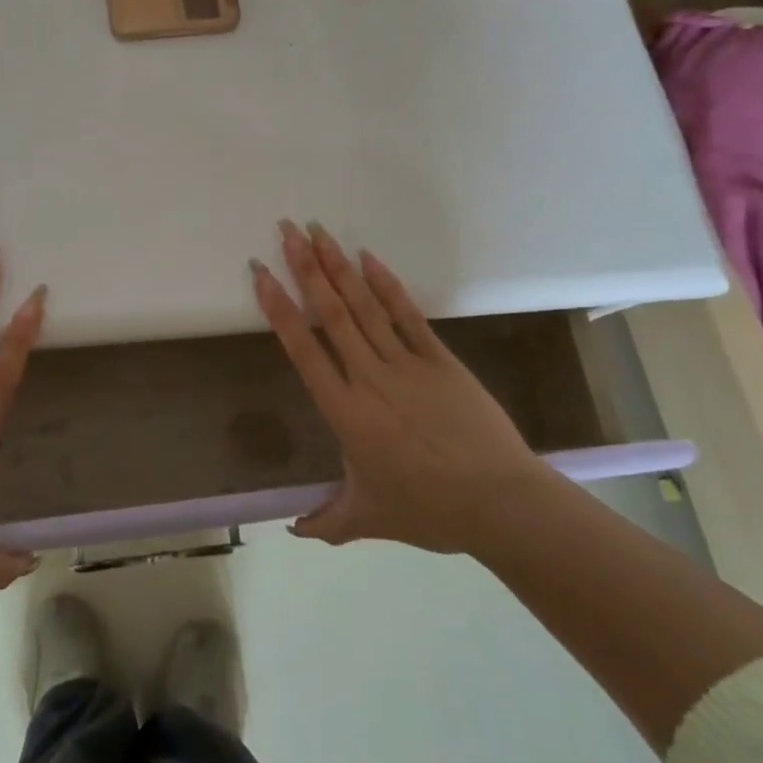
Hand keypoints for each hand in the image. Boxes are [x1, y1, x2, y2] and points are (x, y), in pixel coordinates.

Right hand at [252, 220, 551, 553]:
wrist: (500, 503)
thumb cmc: (428, 510)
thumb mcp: (369, 518)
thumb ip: (328, 521)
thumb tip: (296, 532)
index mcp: (345, 411)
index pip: (303, 349)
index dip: (279, 308)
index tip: (261, 274)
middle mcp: (369, 377)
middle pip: (330, 312)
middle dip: (304, 267)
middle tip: (286, 230)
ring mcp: (406, 363)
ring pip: (363, 305)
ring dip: (338, 265)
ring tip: (317, 231)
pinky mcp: (439, 358)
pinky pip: (406, 313)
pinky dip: (385, 284)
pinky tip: (367, 258)